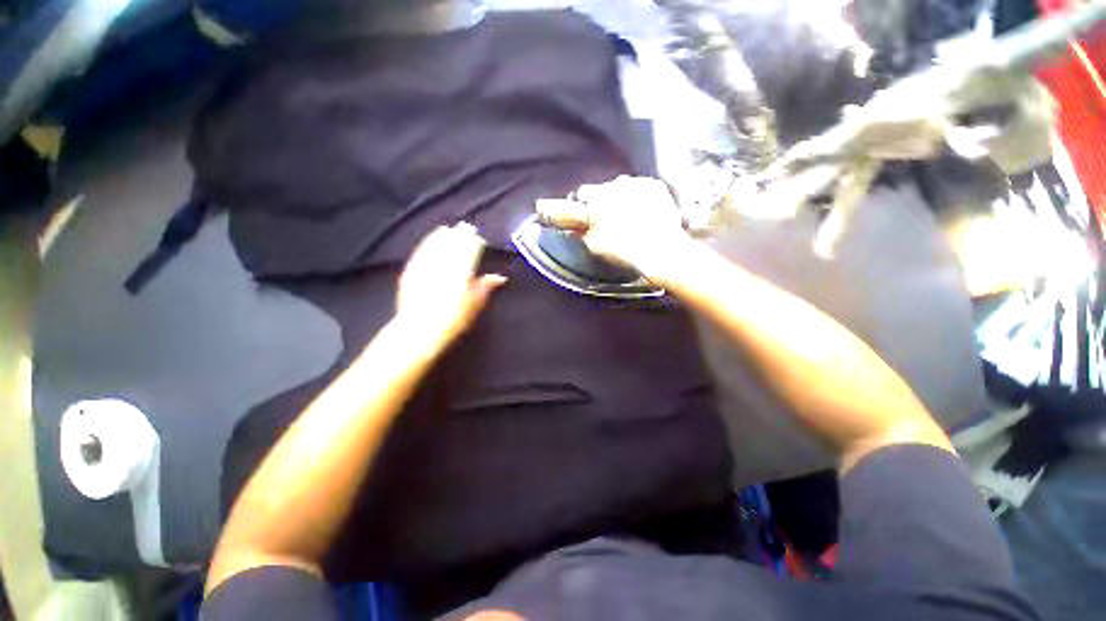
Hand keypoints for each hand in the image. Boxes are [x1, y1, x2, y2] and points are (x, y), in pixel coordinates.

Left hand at [395, 223, 506, 352]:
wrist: (421, 328)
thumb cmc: (453, 318)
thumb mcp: (475, 304)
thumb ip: (486, 287)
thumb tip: (500, 277)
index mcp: (461, 271)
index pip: (469, 250)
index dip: (473, 242)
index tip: (478, 236)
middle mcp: (443, 264)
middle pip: (452, 245)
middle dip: (459, 235)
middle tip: (465, 227)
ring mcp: (425, 266)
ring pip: (435, 245)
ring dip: (442, 236)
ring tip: (447, 229)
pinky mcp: (411, 271)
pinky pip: (420, 252)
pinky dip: (426, 243)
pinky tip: (429, 240)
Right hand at [536, 175, 693, 280]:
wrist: (662, 250)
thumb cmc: (624, 250)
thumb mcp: (596, 245)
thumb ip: (581, 231)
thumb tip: (571, 226)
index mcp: (597, 200)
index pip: (580, 196)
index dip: (577, 203)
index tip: (573, 210)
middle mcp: (614, 185)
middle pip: (598, 189)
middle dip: (597, 201)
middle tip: (602, 218)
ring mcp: (637, 183)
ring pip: (619, 187)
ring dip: (617, 197)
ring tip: (626, 216)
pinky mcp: (654, 185)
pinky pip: (639, 187)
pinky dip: (637, 196)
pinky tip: (642, 212)